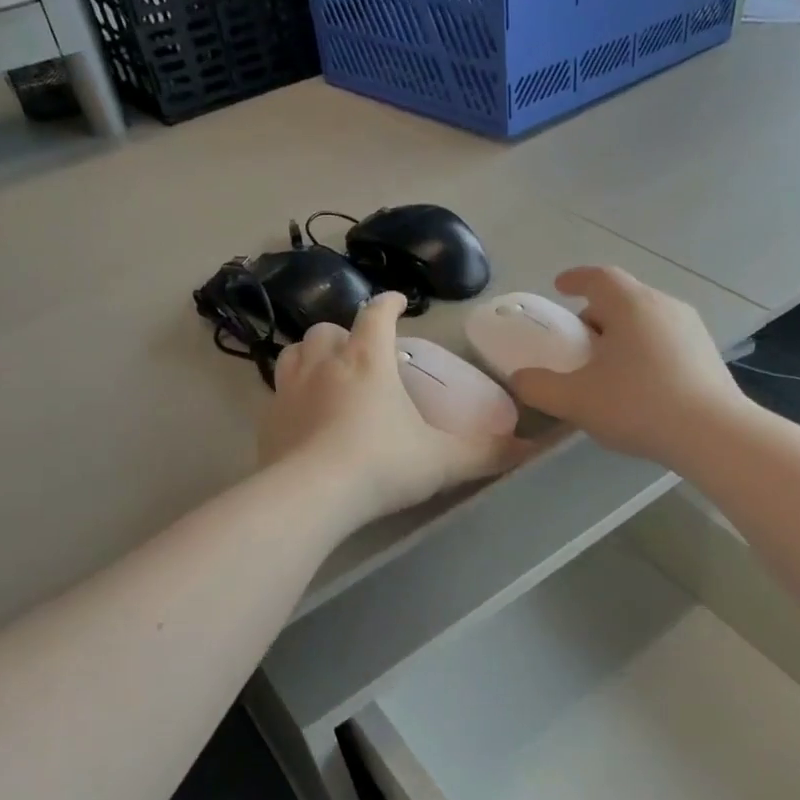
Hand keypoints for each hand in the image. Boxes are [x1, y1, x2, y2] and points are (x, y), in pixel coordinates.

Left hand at [259, 294, 530, 526]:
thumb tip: (531, 450)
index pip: (377, 314)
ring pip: (297, 352)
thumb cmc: (381, 466)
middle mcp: (326, 363)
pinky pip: (277, 391)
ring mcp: (290, 389)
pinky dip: (292, 391)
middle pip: (329, 329)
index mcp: (368, 360)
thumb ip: (487, 453)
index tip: (399, 303)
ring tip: (328, 371)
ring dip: (313, 354)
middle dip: (346, 333)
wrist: (311, 497)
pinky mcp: (268, 418)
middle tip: (361, 352)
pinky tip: (303, 413)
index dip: (389, 304)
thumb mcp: (442, 461)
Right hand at [510, 267, 746, 466]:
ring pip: (646, 319)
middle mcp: (663, 305)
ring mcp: (691, 328)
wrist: (713, 435)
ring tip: (607, 365)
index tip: (560, 286)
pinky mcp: (707, 354)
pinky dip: (644, 349)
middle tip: (578, 340)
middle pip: (623, 297)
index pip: (598, 277)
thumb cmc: (638, 405)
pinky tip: (639, 383)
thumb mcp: (575, 400)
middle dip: (596, 313)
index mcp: (630, 305)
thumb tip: (519, 378)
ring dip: (622, 333)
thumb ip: (539, 387)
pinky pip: (666, 339)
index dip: (575, 278)